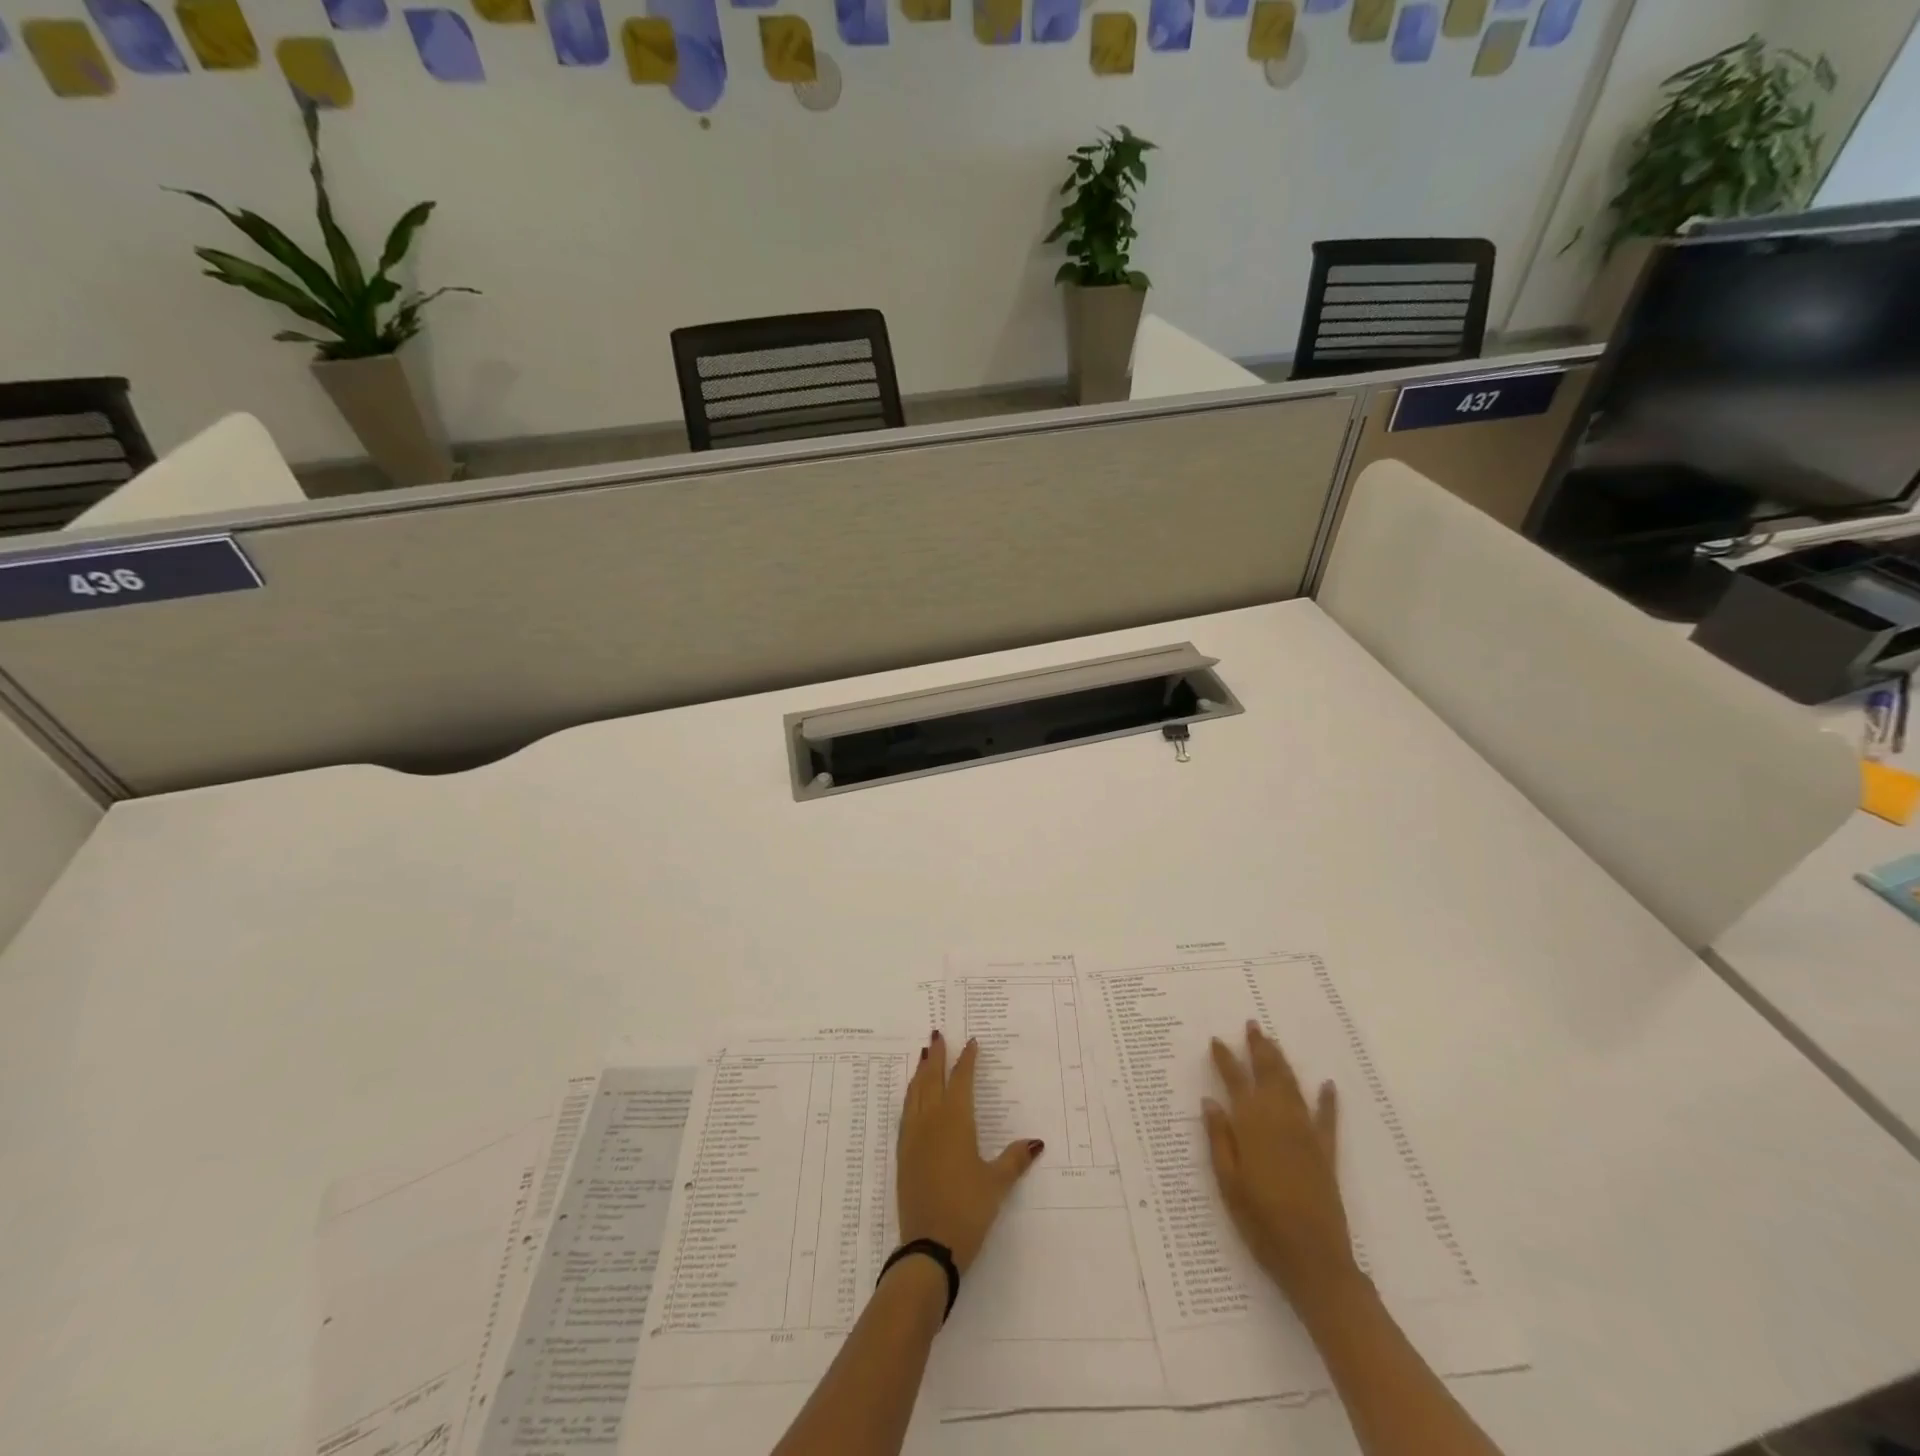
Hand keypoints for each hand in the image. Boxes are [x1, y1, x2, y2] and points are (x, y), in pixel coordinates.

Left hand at [898, 1031, 1043, 1273]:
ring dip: (920, 1073)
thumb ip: (1014, 1160)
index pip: (961, 1081)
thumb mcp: (996, 1184)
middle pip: (932, 1079)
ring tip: (924, 1057)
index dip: (967, 1060)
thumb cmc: (968, 1210)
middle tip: (937, 1035)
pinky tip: (912, 1097)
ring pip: (914, 1093)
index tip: (971, 1042)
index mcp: (955, 1121)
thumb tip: (1036, 1142)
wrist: (928, 1246)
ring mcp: (913, 1136)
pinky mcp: (903, 1154)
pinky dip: (910, 1096)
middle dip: (937, 1056)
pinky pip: (906, 1112)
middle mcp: (931, 1121)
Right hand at [1203, 1021, 1357, 1303]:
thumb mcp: (1228, 1182)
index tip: (1217, 1040)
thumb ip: (1219, 1139)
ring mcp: (1307, 1135)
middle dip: (1259, 1049)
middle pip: (1268, 1075)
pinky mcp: (1327, 1154)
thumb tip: (1210, 1101)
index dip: (1225, 1059)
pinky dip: (1327, 1101)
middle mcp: (1280, 1121)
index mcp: (1252, 1126)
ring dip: (1283, 1063)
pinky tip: (1327, 1084)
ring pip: (1293, 1088)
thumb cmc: (1260, 1223)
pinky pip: (1327, 1120)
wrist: (1314, 1260)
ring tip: (1274, 1042)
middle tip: (1252, 1025)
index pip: (1235, 1081)